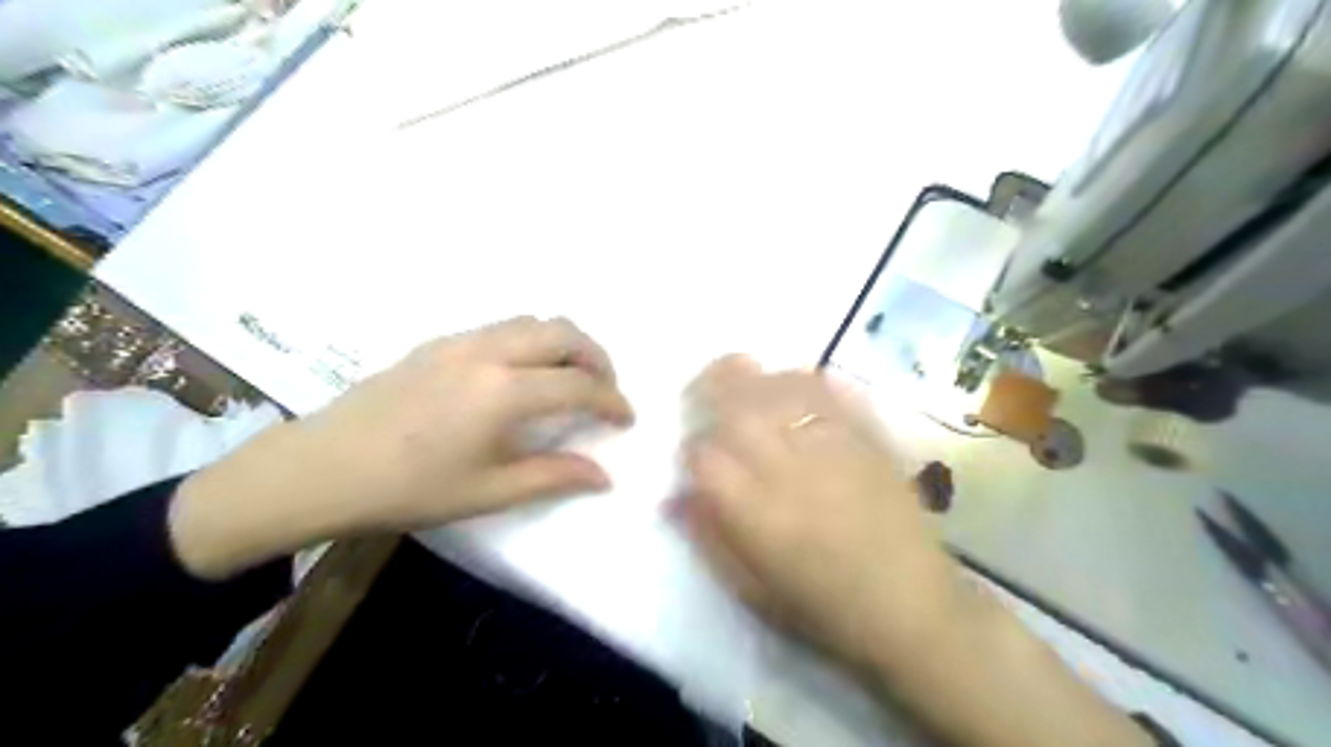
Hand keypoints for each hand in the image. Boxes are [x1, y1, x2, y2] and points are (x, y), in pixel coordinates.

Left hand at [168, 315, 633, 576]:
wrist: (321, 468)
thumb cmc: (408, 488)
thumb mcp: (487, 492)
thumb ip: (552, 477)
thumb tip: (603, 476)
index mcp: (503, 391)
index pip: (579, 385)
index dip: (611, 401)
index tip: (626, 419)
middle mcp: (489, 352)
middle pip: (564, 333)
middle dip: (597, 357)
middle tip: (605, 389)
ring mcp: (461, 341)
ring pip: (532, 322)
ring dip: (564, 343)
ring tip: (569, 377)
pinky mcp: (438, 342)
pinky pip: (502, 327)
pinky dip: (531, 340)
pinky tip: (521, 374)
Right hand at [686, 357, 1156, 746]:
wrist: (910, 607)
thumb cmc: (823, 607)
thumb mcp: (750, 588)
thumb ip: (708, 536)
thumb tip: (673, 497)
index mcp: (754, 512)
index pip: (704, 455)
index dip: (692, 449)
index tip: (696, 456)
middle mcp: (787, 468)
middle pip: (737, 405)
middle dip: (712, 386)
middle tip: (704, 387)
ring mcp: (830, 447)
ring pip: (781, 387)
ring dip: (756, 379)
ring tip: (747, 381)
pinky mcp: (868, 438)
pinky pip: (829, 390)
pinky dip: (804, 381)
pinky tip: (796, 387)